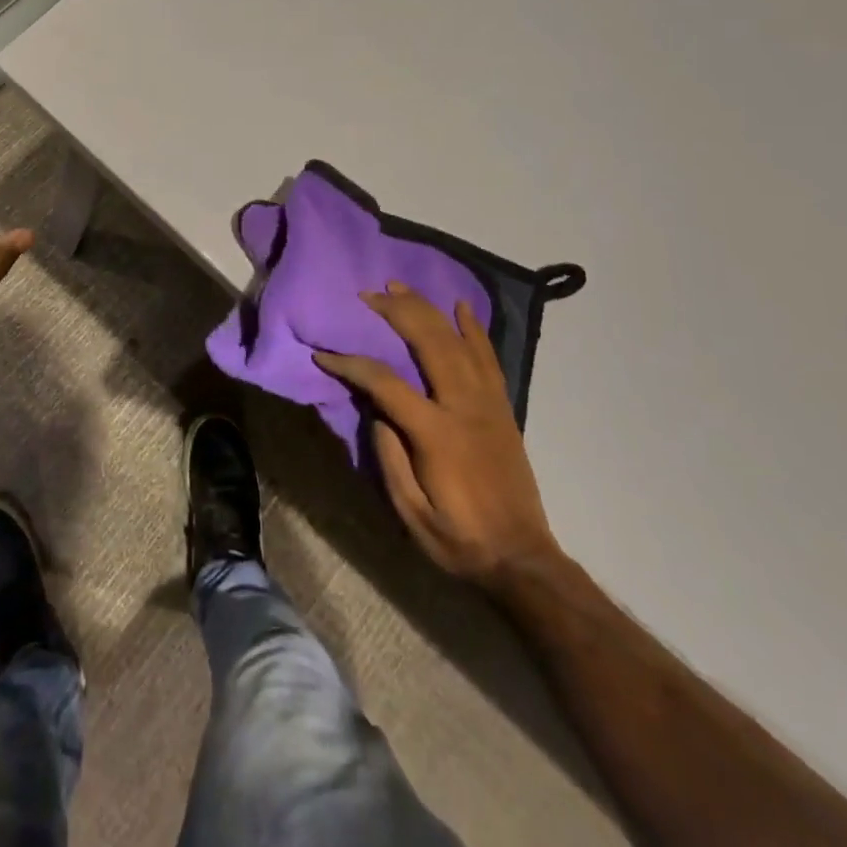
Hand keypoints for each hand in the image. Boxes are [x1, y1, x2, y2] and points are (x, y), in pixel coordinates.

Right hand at [316, 284, 557, 584]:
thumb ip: (390, 457)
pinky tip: (460, 307)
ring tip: (400, 287)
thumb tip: (376, 409)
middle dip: (395, 312)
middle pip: (428, 342)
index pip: (386, 382)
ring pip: (457, 341)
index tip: (324, 353)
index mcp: (436, 433)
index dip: (350, 363)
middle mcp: (464, 407)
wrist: (522, 560)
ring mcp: (488, 403)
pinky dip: (474, 329)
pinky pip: (488, 358)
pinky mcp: (502, 408)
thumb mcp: (411, 512)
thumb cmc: (459, 539)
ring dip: (428, 309)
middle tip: (367, 294)